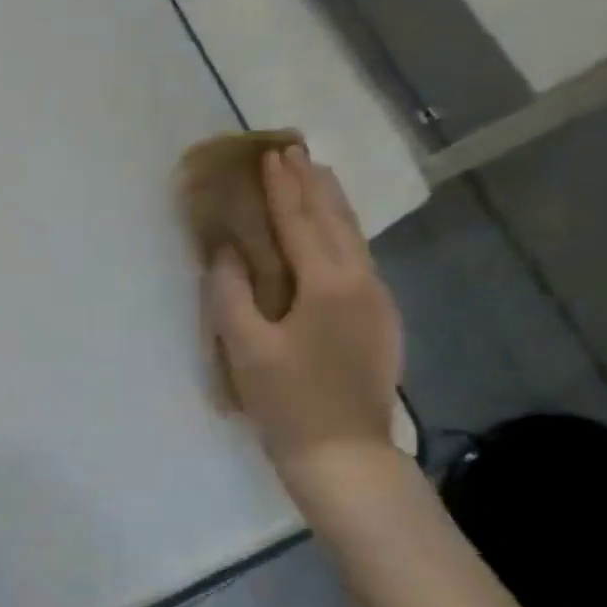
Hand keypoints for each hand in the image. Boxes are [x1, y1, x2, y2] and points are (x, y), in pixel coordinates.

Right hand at [204, 146, 401, 477]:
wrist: (344, 455)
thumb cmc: (287, 401)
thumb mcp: (245, 348)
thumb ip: (231, 293)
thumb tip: (226, 252)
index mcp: (329, 284)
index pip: (301, 223)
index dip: (282, 189)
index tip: (270, 155)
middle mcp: (363, 282)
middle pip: (338, 221)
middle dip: (314, 185)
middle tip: (295, 152)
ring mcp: (379, 302)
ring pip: (355, 239)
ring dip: (332, 206)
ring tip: (316, 179)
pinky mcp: (380, 321)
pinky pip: (358, 261)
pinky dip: (340, 236)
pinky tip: (330, 237)